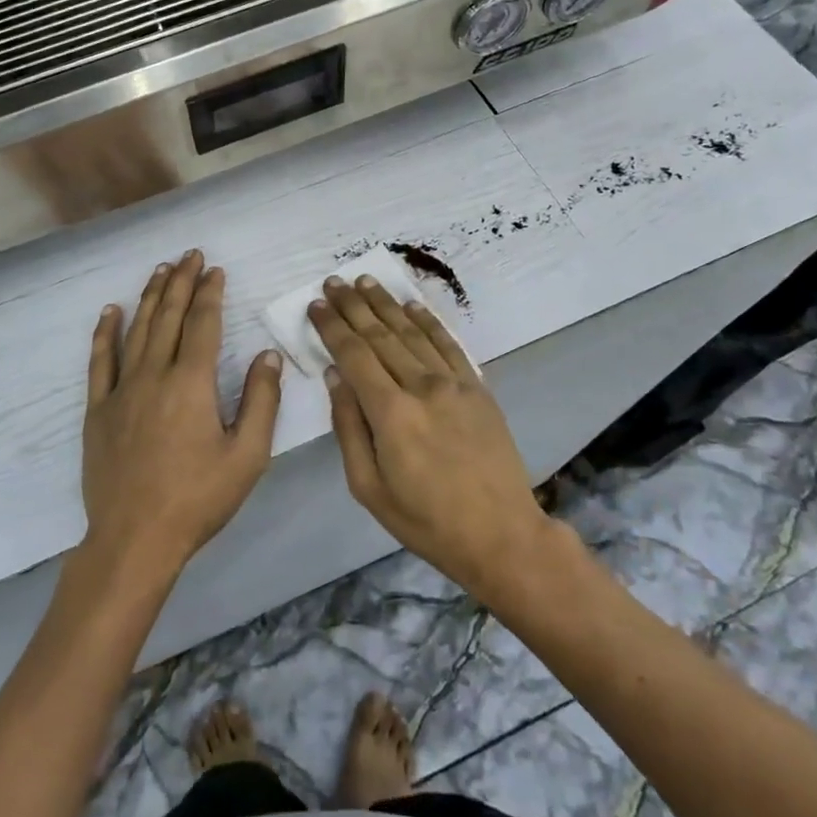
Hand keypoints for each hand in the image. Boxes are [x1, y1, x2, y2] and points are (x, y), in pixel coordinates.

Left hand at [80, 250, 283, 581]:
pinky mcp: (98, 409)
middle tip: (190, 255)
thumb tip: (268, 355)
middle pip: (169, 316)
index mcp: (192, 383)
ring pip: (137, 330)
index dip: (210, 293)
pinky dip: (105, 333)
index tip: (215, 270)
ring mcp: (122, 390)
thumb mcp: (247, 457)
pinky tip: (110, 311)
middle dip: (181, 282)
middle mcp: (154, 374)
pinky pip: (100, 361)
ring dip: (150, 296)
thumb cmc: (198, 499)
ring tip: (160, 270)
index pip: (203, 323)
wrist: (134, 539)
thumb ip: (261, 401)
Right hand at [309, 275, 550, 596]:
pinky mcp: (477, 387)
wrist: (501, 535)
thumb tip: (335, 377)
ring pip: (412, 332)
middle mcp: (421, 386)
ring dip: (386, 303)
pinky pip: (448, 344)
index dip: (332, 326)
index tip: (315, 304)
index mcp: (391, 413)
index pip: (353, 354)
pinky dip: (427, 321)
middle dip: (353, 306)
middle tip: (333, 282)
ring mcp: (454, 383)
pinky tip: (411, 305)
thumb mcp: (368, 488)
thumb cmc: (425, 520)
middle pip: (380, 334)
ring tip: (365, 281)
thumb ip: (349, 427)